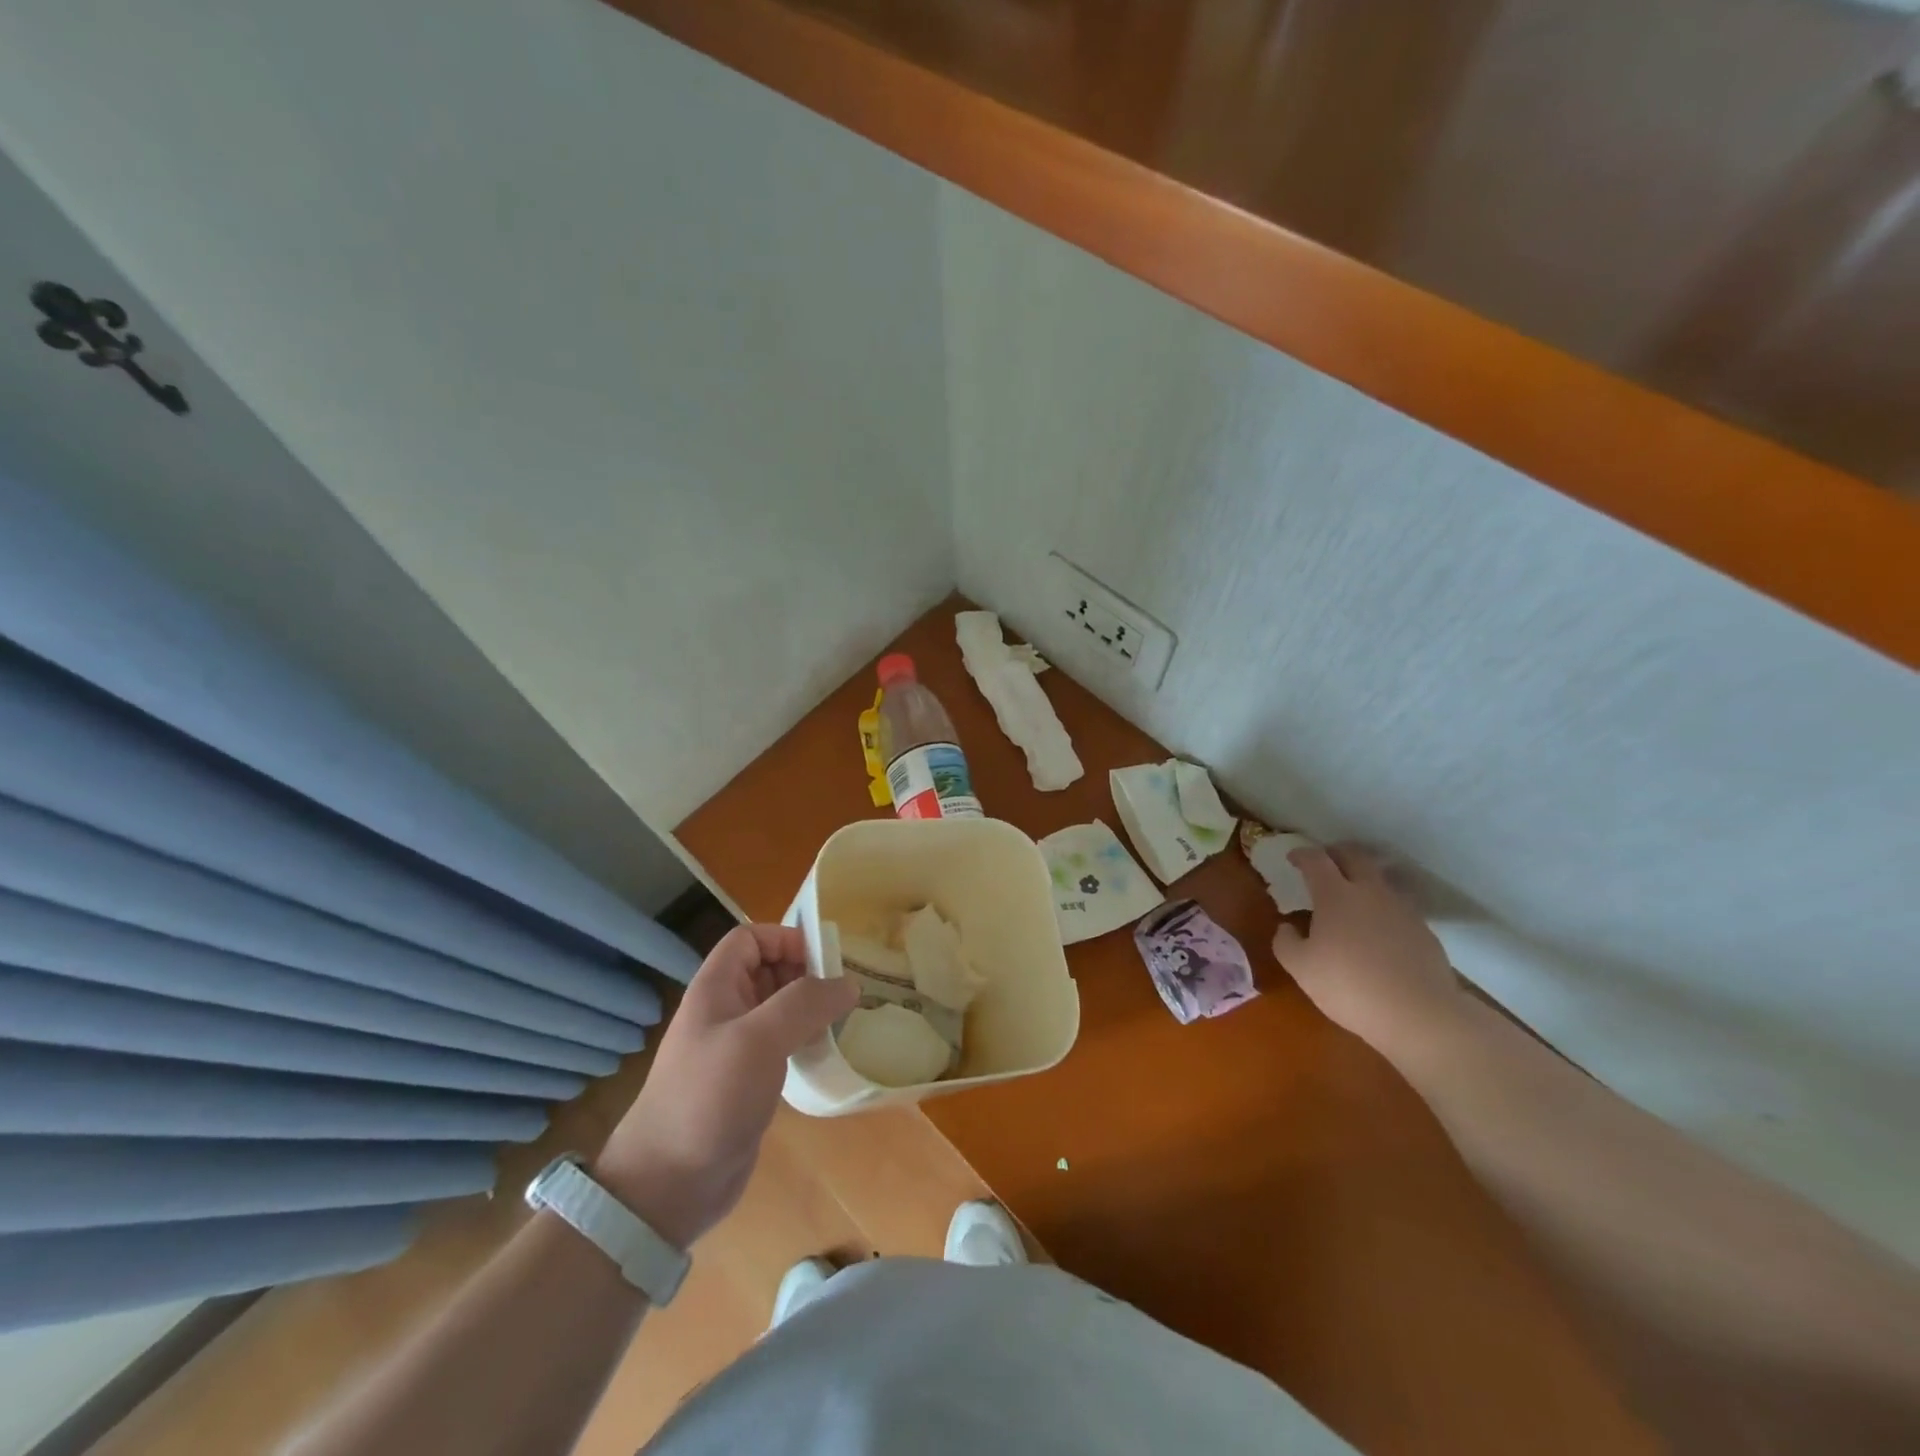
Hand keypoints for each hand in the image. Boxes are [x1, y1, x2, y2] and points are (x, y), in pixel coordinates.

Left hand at [592, 924, 857, 1248]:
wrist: (668, 1184)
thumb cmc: (709, 1097)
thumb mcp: (759, 1039)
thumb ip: (805, 1003)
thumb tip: (848, 984)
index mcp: (716, 988)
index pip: (750, 938)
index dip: (785, 939)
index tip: (823, 961)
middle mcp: (724, 1010)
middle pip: (768, 969)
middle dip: (805, 973)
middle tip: (843, 992)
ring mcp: (735, 1047)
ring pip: (778, 1008)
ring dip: (810, 1008)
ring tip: (843, 1020)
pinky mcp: (747, 1080)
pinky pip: (781, 1043)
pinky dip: (805, 1040)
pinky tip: (826, 1053)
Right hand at [1270, 845, 1468, 1057]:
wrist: (1419, 1014)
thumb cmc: (1349, 986)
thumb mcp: (1300, 968)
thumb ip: (1285, 942)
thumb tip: (1287, 927)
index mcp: (1335, 895)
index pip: (1316, 860)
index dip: (1302, 854)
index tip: (1293, 857)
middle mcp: (1370, 892)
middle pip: (1354, 857)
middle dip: (1336, 854)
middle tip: (1324, 862)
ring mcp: (1401, 910)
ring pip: (1380, 880)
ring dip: (1363, 879)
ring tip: (1352, 894)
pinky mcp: (1424, 931)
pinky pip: (1398, 907)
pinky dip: (1382, 907)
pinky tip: (1377, 929)